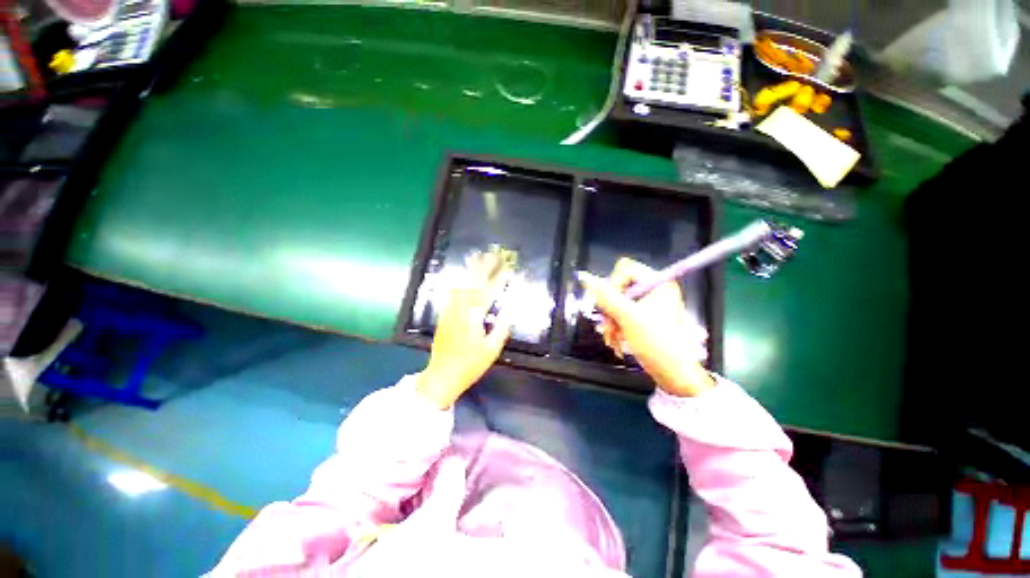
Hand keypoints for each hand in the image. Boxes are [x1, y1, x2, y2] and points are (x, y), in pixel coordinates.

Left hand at [416, 253, 511, 408]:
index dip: (497, 280)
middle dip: (483, 268)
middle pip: (472, 284)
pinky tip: (463, 276)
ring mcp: (450, 312)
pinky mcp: (444, 316)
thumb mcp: (491, 351)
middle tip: (492, 255)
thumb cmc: (469, 365)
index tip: (506, 268)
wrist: (441, 376)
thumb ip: (500, 330)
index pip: (488, 294)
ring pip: (461, 285)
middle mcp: (460, 311)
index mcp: (473, 319)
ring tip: (478, 258)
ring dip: (470, 271)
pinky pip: (452, 293)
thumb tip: (508, 313)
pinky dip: (460, 281)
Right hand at [578, 258, 714, 396]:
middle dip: (609, 308)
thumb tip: (584, 278)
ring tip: (613, 338)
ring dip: (610, 321)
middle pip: (618, 286)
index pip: (625, 269)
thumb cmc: (657, 344)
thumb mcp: (628, 317)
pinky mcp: (643, 317)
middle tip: (608, 325)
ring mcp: (648, 304)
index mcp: (657, 283)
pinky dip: (614, 327)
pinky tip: (616, 340)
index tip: (607, 303)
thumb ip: (605, 296)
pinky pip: (620, 314)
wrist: (673, 374)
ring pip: (616, 302)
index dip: (612, 283)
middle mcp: (653, 290)